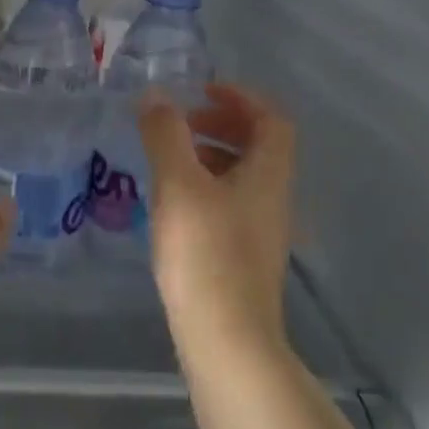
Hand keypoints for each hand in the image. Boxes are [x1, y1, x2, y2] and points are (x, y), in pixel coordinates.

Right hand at [138, 82, 296, 359]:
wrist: (225, 338)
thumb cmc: (204, 253)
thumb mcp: (179, 185)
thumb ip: (166, 135)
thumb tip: (155, 95)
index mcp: (268, 174)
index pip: (272, 119)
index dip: (241, 97)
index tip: (201, 90)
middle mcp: (273, 198)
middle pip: (259, 146)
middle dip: (221, 124)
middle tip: (181, 121)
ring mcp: (261, 230)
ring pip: (243, 175)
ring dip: (211, 155)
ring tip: (169, 158)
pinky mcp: (244, 256)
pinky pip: (230, 202)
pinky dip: (205, 186)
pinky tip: (173, 202)